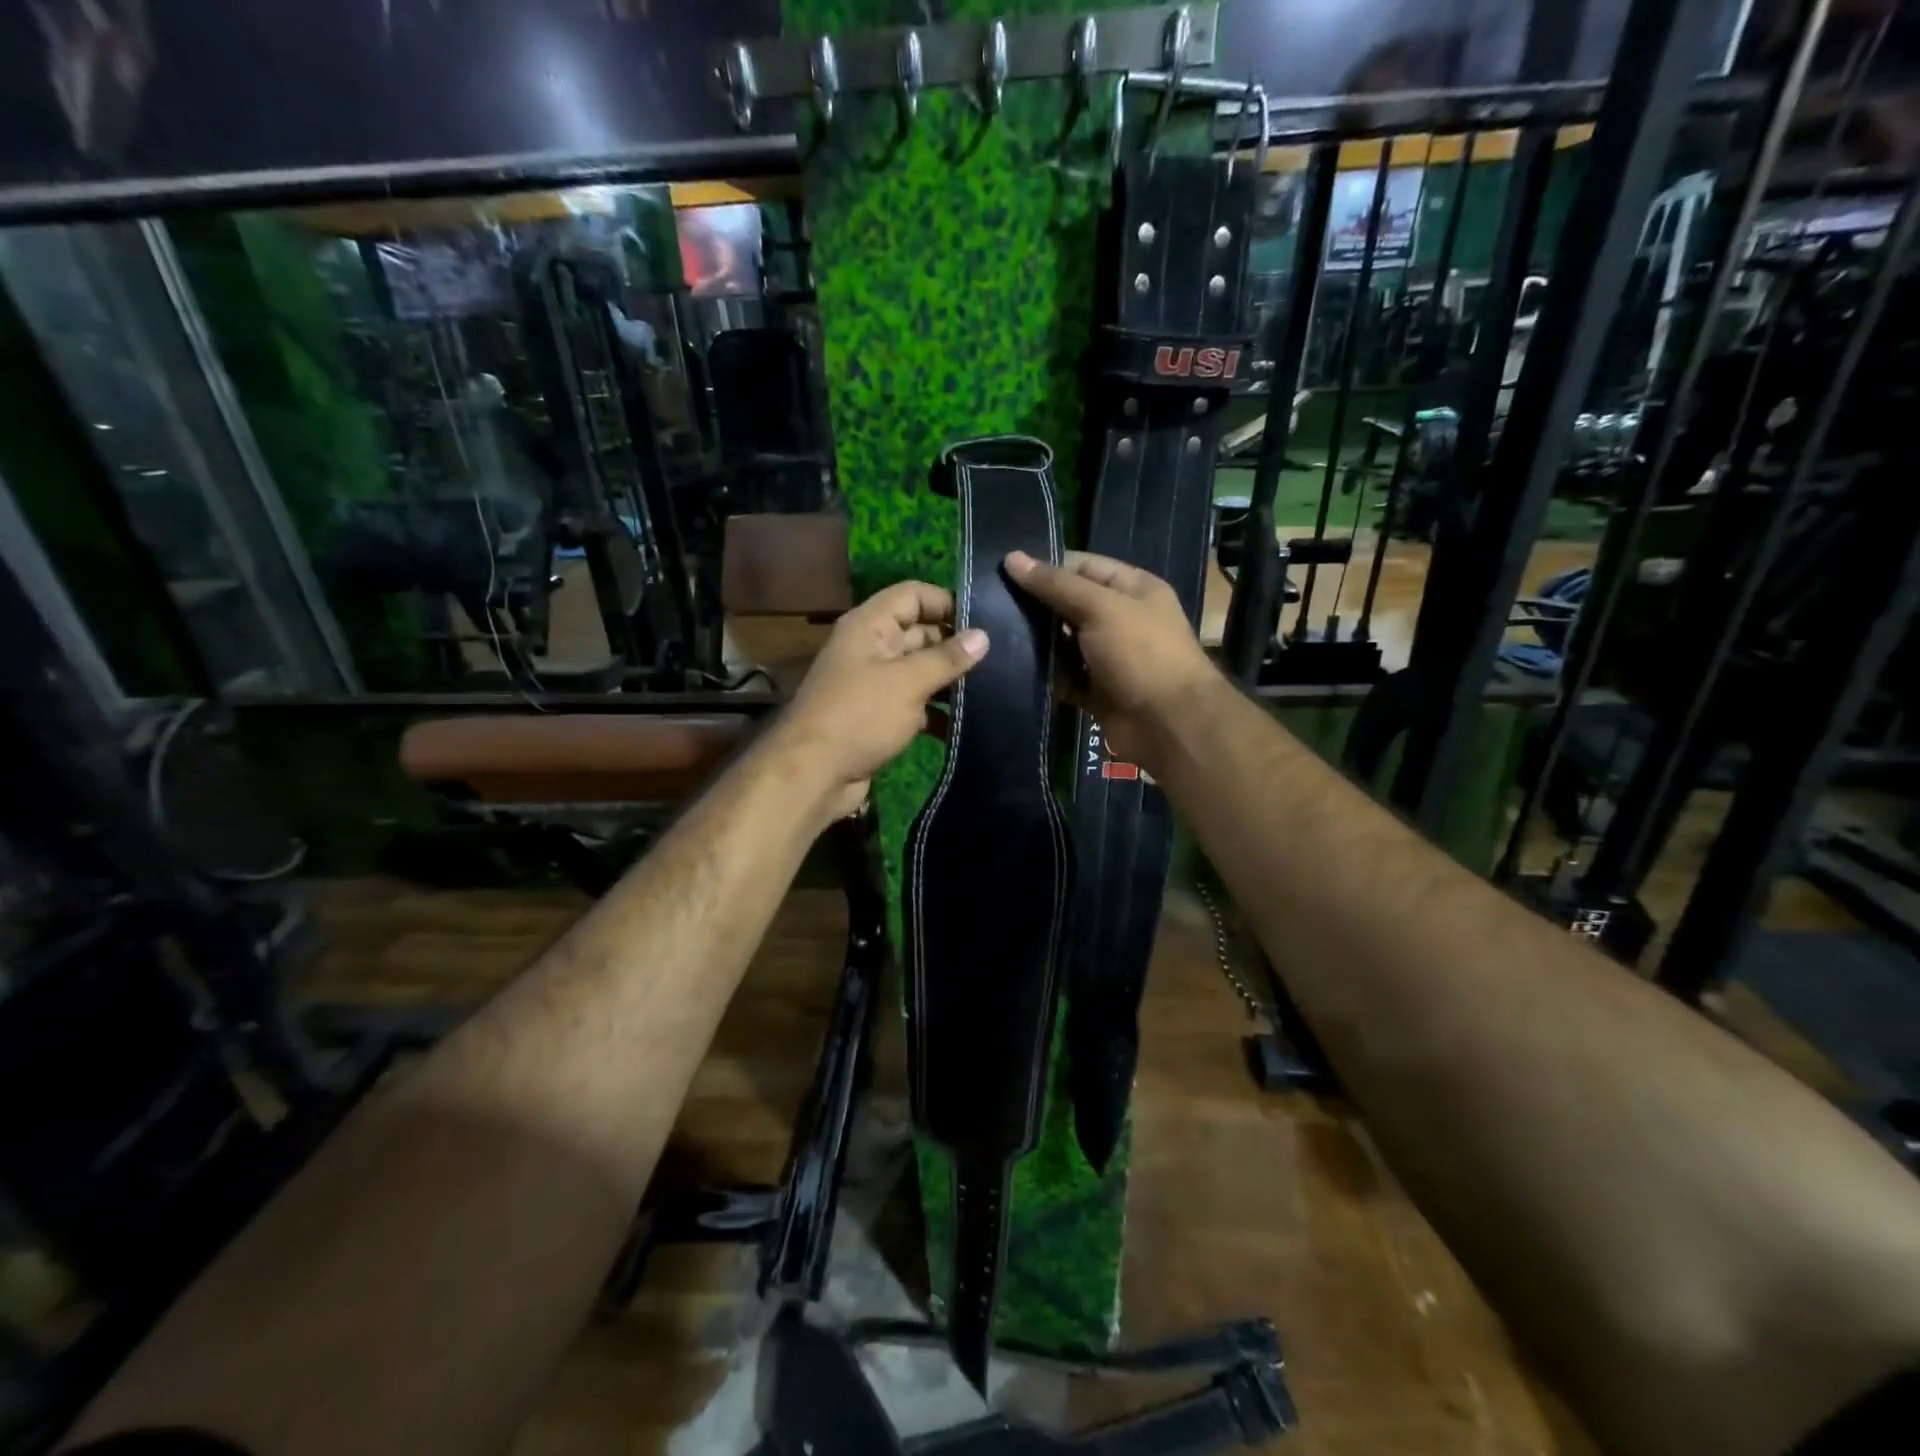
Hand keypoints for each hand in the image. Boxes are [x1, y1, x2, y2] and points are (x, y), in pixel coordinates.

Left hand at [770, 581, 988, 818]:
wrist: (814, 774)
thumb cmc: (860, 716)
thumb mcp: (907, 682)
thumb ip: (946, 658)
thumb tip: (983, 635)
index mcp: (870, 625)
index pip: (912, 595)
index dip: (946, 602)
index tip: (985, 621)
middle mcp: (871, 648)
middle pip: (920, 633)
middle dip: (955, 645)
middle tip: (999, 659)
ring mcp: (875, 684)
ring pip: (920, 672)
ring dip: (949, 681)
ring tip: (992, 690)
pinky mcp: (879, 717)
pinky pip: (915, 704)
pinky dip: (937, 712)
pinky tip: (967, 724)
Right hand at [1004, 549, 1214, 767]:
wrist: (1169, 724)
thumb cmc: (1141, 654)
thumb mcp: (1100, 608)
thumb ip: (1056, 585)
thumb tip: (1012, 558)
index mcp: (1133, 589)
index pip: (1083, 566)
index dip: (1047, 567)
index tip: (1004, 572)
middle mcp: (1122, 619)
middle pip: (1070, 604)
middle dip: (1037, 605)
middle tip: (991, 605)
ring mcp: (1109, 657)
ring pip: (1064, 643)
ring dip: (1037, 642)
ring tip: (995, 634)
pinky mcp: (1097, 691)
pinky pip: (1065, 677)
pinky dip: (1046, 675)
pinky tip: (1013, 668)